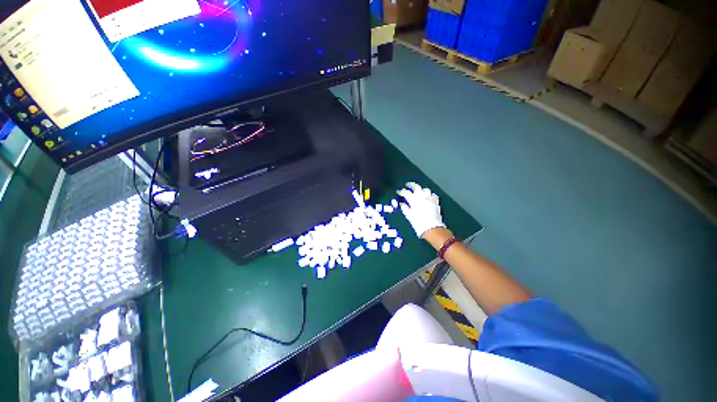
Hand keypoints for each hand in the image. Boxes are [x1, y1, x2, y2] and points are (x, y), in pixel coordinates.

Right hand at [397, 182, 445, 237]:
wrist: (432, 228)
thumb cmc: (418, 222)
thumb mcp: (409, 215)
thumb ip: (405, 208)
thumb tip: (402, 204)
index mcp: (413, 199)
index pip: (406, 192)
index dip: (401, 192)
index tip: (399, 192)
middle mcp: (422, 196)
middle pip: (416, 186)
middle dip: (411, 185)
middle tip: (407, 185)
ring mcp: (430, 198)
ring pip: (425, 189)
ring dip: (421, 190)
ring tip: (418, 191)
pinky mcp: (436, 201)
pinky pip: (432, 195)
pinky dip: (429, 195)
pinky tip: (428, 197)